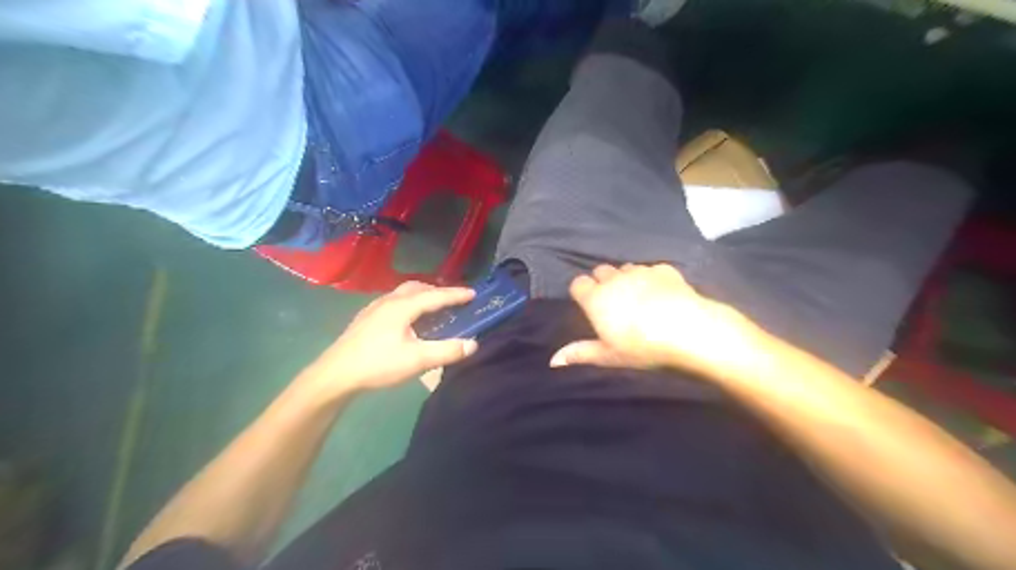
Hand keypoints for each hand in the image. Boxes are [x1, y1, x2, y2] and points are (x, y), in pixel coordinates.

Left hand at [303, 281, 477, 394]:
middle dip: (438, 291)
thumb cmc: (378, 364)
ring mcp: (374, 308)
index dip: (456, 294)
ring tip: (433, 307)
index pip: (435, 295)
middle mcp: (388, 301)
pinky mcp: (365, 318)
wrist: (335, 374)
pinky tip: (407, 319)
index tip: (474, 293)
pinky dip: (409, 303)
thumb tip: (473, 344)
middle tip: (453, 300)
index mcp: (402, 306)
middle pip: (417, 288)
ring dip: (422, 296)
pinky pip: (394, 301)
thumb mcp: (417, 360)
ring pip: (403, 293)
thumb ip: (446, 351)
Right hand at [554, 262, 761, 378]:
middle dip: (602, 282)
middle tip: (612, 303)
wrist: (687, 329)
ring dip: (625, 278)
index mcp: (596, 298)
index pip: (578, 283)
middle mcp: (614, 279)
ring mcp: (640, 271)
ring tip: (636, 297)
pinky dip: (651, 278)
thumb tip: (553, 360)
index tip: (588, 306)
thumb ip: (580, 354)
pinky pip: (650, 269)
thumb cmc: (641, 346)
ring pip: (625, 267)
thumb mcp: (609, 356)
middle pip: (600, 270)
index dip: (581, 292)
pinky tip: (661, 293)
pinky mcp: (664, 269)